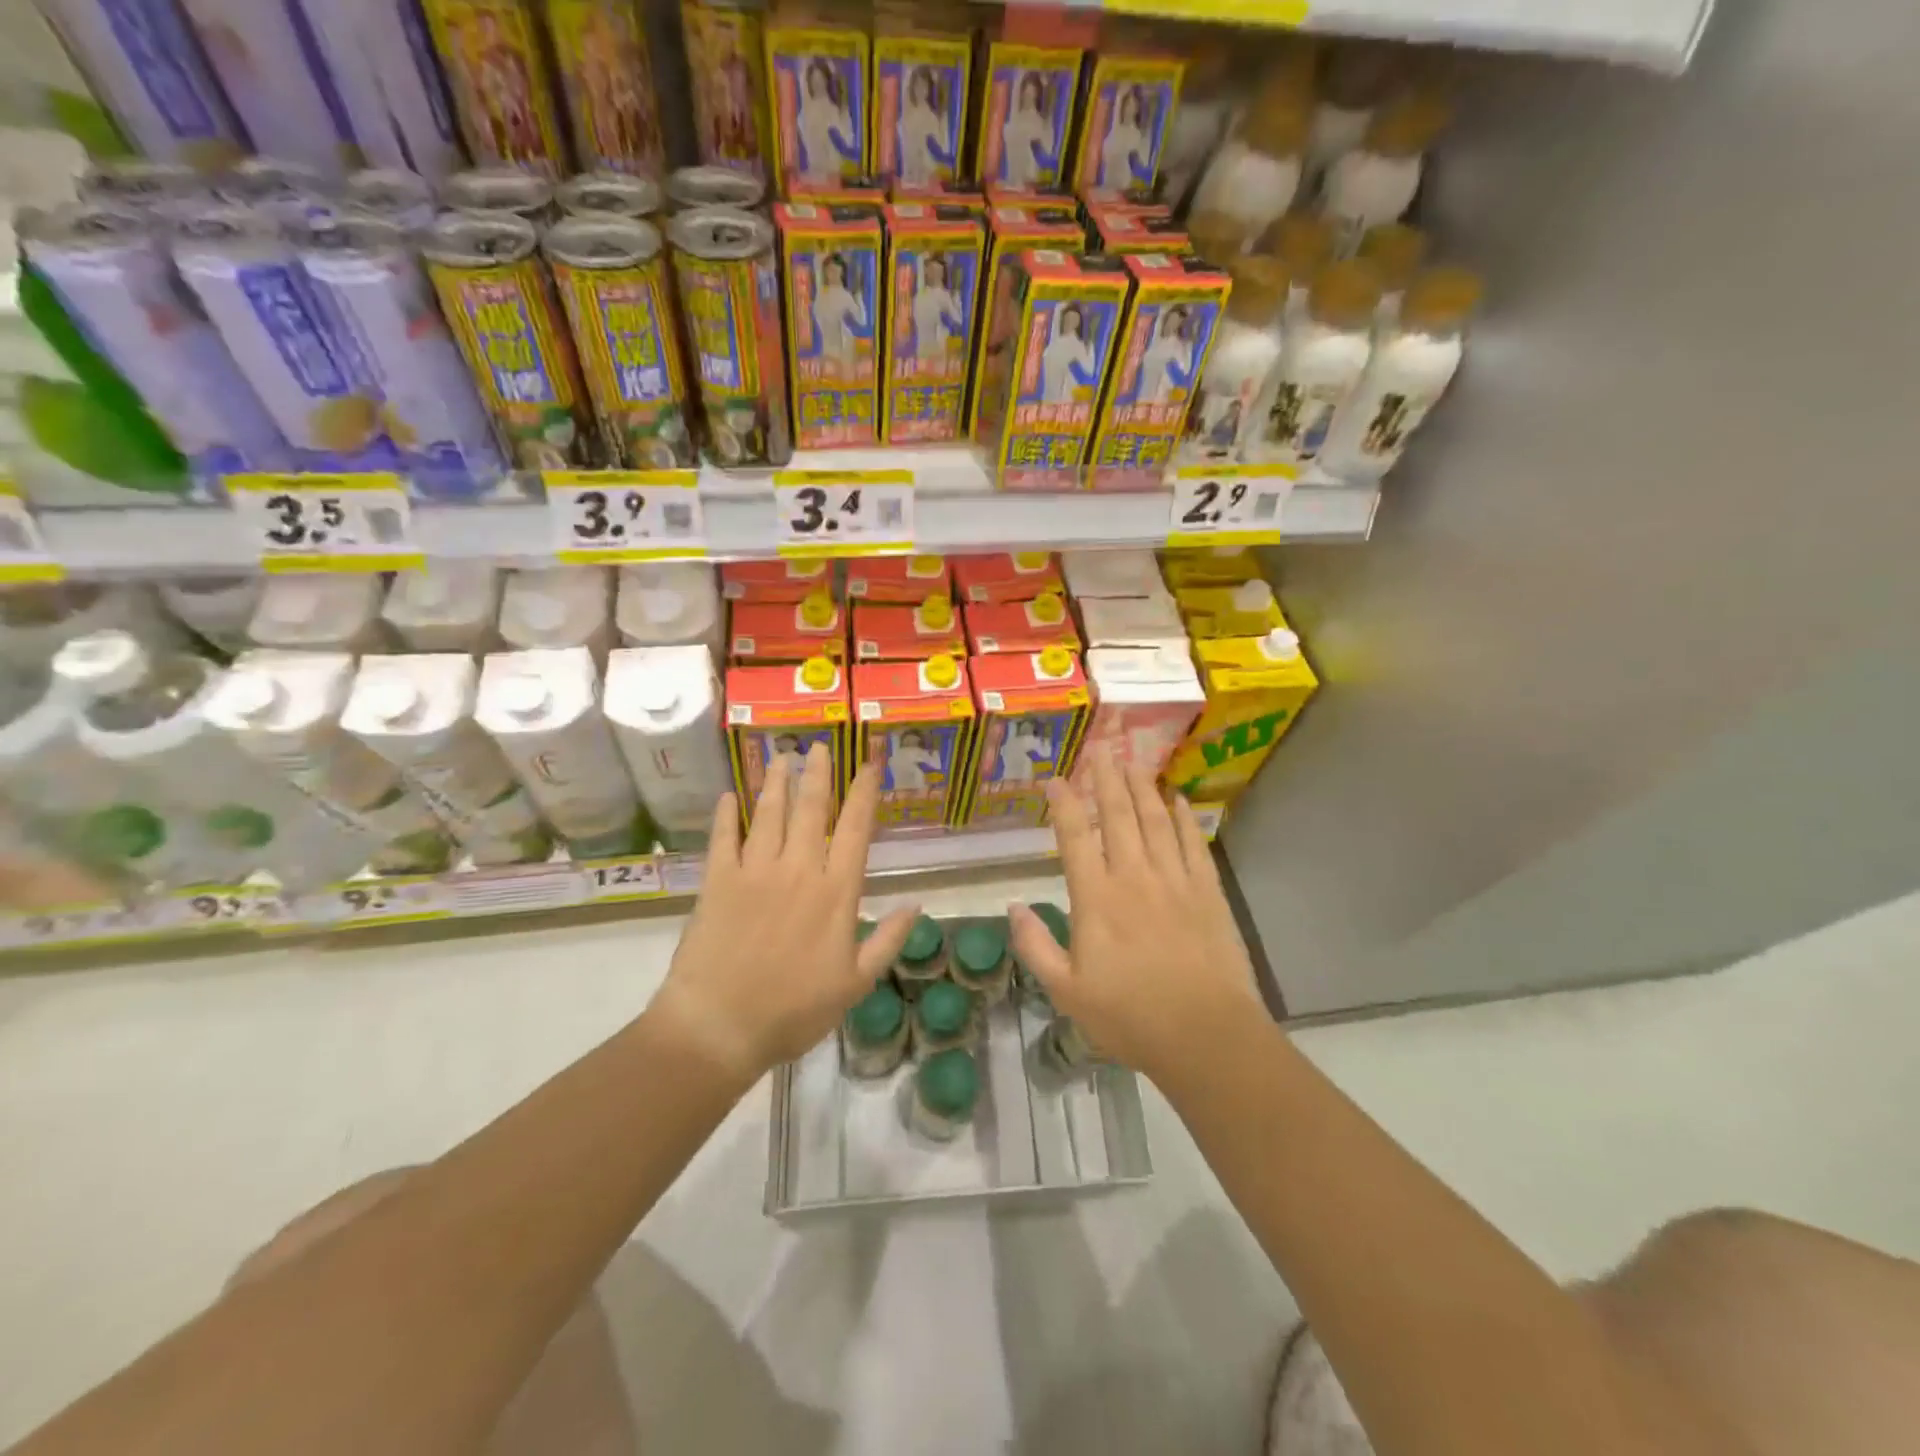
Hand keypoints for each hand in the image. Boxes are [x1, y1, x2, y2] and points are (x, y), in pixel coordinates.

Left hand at [651, 744, 916, 1085]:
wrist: (719, 1026)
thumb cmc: (794, 1011)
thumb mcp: (855, 984)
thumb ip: (888, 940)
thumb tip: (917, 905)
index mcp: (836, 892)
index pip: (855, 830)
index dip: (863, 793)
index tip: (868, 765)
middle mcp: (798, 870)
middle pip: (810, 810)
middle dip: (817, 774)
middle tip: (818, 745)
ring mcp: (754, 872)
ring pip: (769, 815)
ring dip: (776, 783)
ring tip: (781, 757)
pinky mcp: (717, 882)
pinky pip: (723, 838)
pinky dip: (726, 816)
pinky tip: (729, 797)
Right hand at [1009, 752, 1263, 1081]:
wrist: (1205, 1034)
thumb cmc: (1130, 1016)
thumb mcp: (1067, 992)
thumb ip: (1035, 947)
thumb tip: (1015, 906)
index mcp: (1096, 898)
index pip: (1075, 836)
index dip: (1064, 803)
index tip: (1055, 779)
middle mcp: (1134, 877)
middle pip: (1118, 815)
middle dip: (1107, 778)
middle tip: (1101, 748)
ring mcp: (1174, 881)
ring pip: (1156, 821)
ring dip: (1143, 787)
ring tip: (1134, 762)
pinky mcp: (1207, 892)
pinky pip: (1193, 844)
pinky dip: (1185, 818)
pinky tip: (1179, 800)